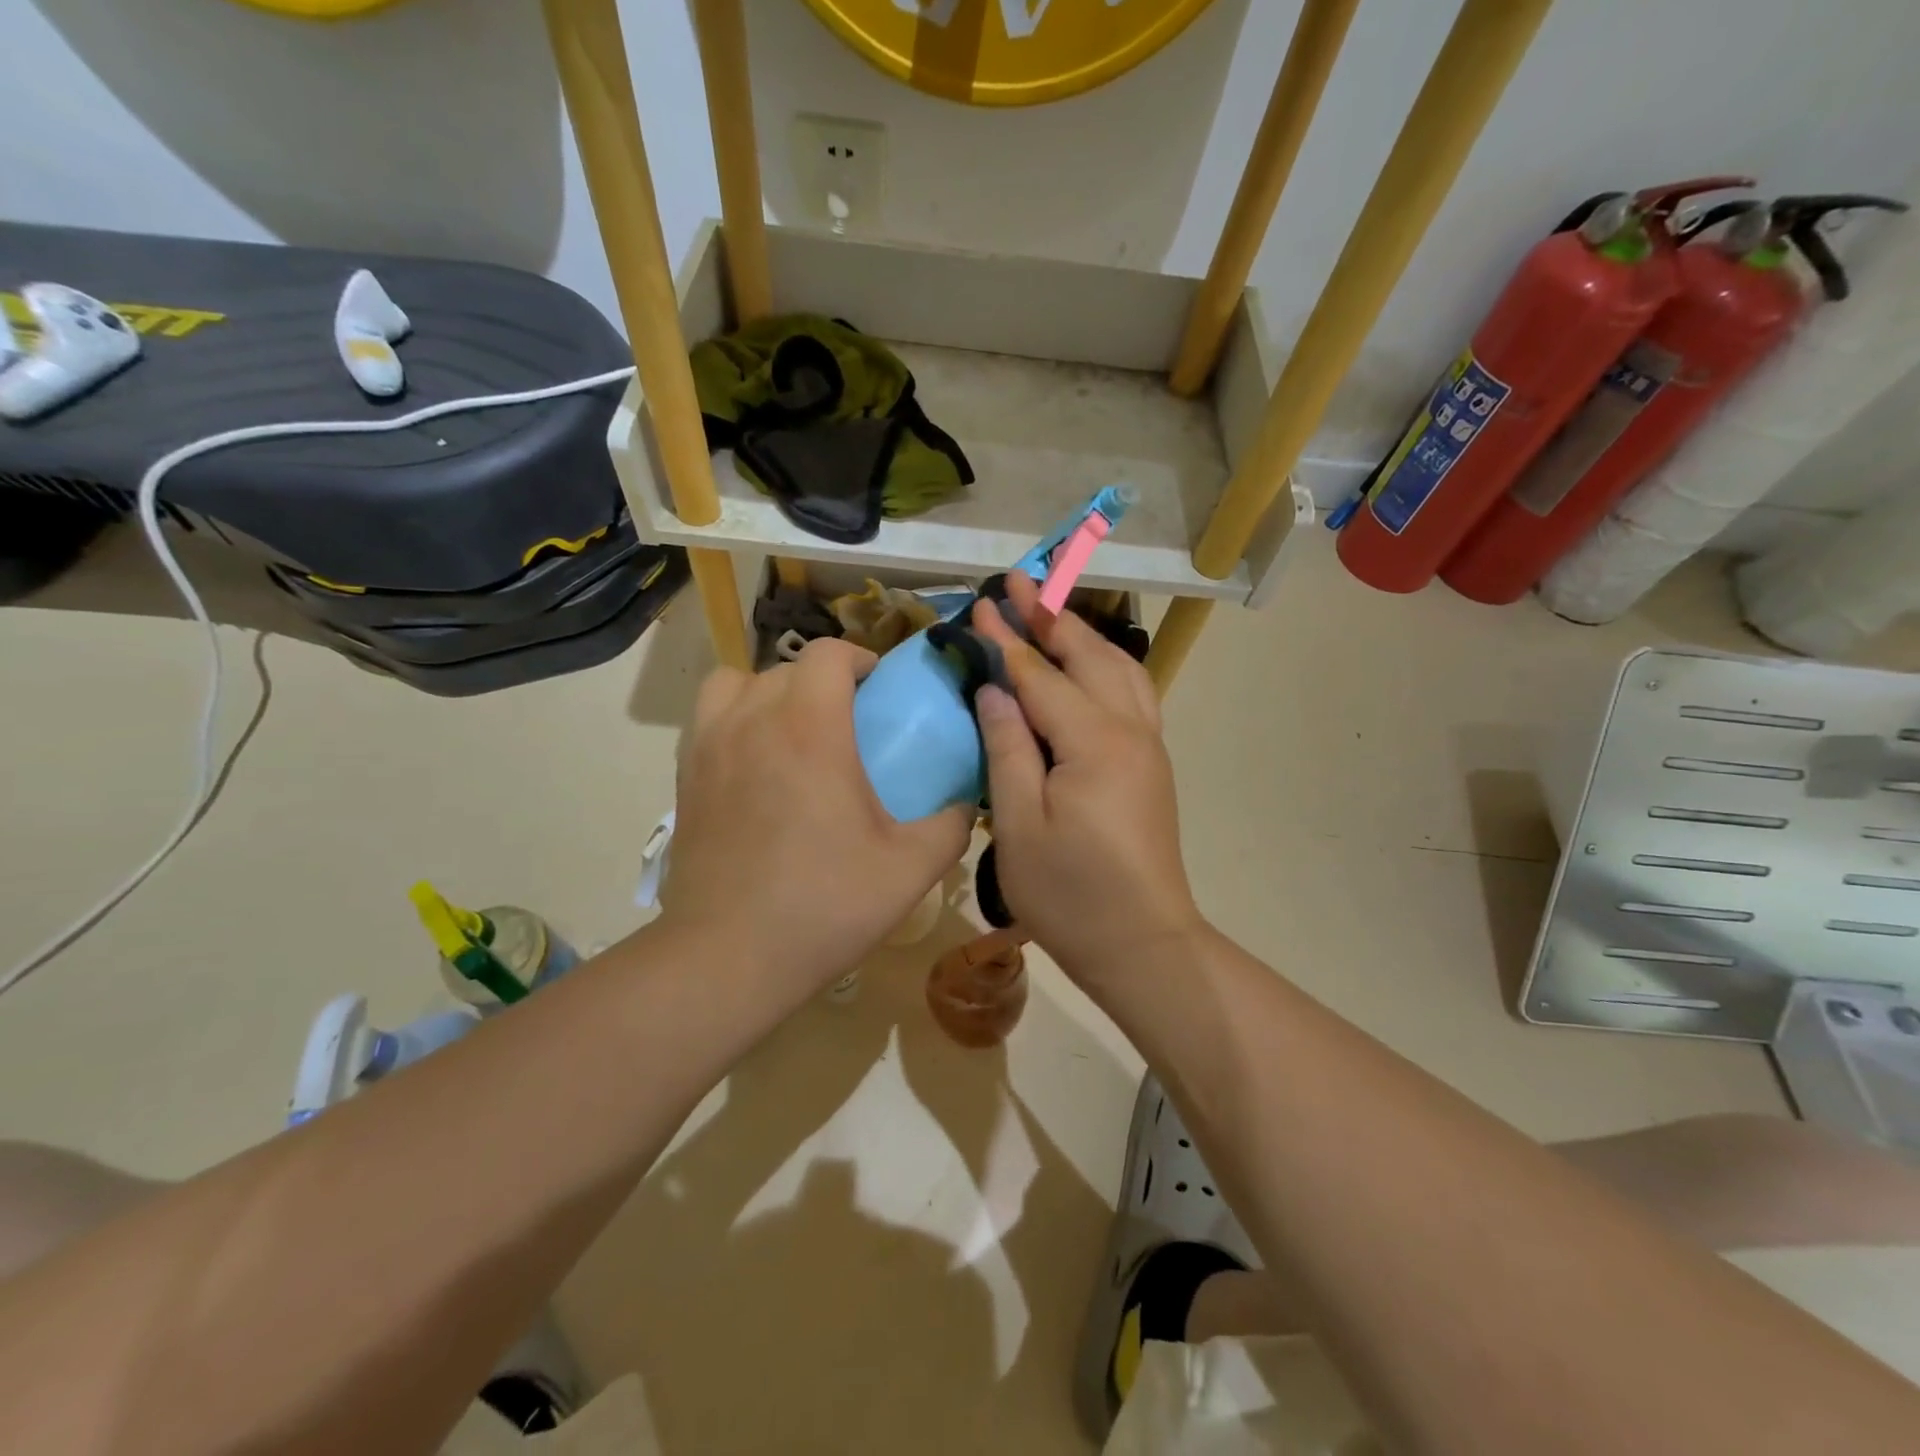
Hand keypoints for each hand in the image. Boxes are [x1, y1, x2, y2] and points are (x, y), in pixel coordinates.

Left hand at [663, 639, 971, 1000]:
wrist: (729, 956)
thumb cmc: (825, 904)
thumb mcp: (910, 868)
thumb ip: (952, 824)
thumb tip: (969, 802)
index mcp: (809, 727)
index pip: (828, 653)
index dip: (859, 658)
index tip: (879, 688)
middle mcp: (753, 719)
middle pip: (787, 668)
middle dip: (823, 680)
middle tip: (848, 721)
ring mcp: (710, 745)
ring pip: (737, 683)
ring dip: (770, 691)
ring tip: (793, 732)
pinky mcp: (685, 776)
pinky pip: (709, 719)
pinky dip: (735, 719)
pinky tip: (757, 766)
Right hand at [971, 574, 1203, 982]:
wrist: (1142, 943)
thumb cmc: (1071, 895)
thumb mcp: (1019, 827)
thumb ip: (1006, 749)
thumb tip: (993, 689)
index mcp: (1093, 743)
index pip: (1040, 676)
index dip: (1006, 640)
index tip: (979, 605)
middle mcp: (1129, 730)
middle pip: (1087, 657)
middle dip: (1050, 617)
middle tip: (1018, 583)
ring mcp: (1148, 745)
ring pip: (1119, 669)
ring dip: (1082, 636)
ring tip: (1049, 613)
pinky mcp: (1151, 764)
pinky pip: (1131, 693)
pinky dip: (1105, 665)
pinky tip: (1088, 667)